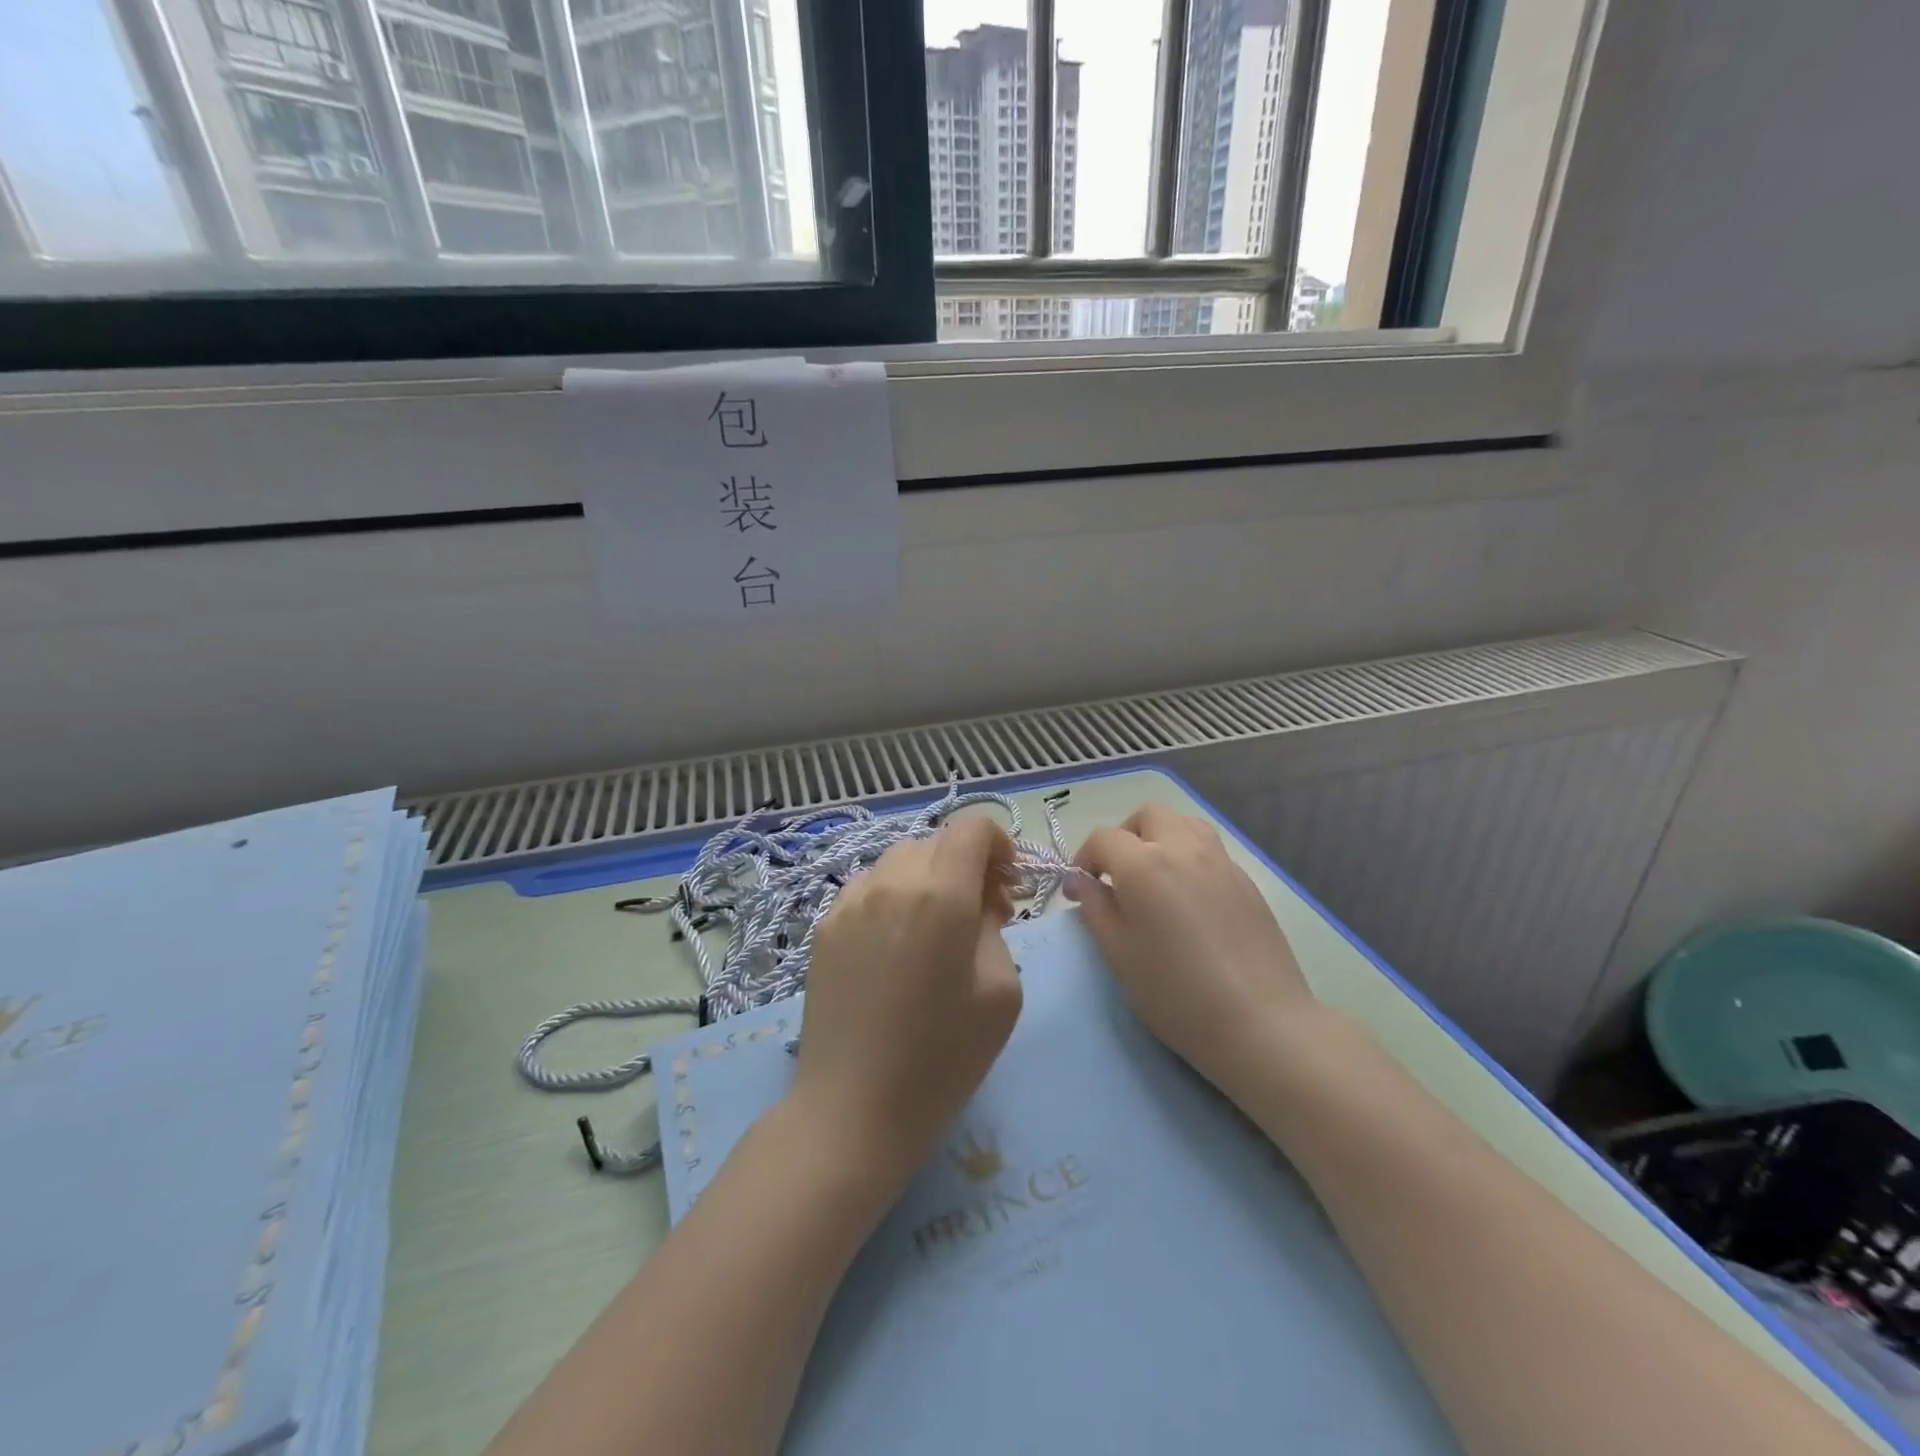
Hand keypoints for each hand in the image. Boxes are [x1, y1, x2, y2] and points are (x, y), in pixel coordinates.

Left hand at [790, 815, 1022, 1188]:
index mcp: (941, 895)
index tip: (1008, 887)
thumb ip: (994, 927)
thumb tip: (978, 902)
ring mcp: (850, 902)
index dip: (1000, 845)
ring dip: (928, 879)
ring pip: (899, 861)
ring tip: (936, 930)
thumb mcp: (1001, 991)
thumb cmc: (943, 1059)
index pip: (972, 828)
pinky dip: (894, 897)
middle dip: (967, 866)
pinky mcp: (825, 926)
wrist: (853, 1110)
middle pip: (937, 843)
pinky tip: (897, 945)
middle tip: (982, 916)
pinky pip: (869, 888)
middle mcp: (891, 882)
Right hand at [1070, 803, 1317, 1090]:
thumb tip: (1083, 883)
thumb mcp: (1118, 954)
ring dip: (1160, 838)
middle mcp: (1182, 848)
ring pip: (1184, 823)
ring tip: (1154, 878)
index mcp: (1144, 865)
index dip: (1084, 859)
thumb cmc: (1176, 993)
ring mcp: (1220, 861)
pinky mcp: (1247, 881)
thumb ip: (1095, 909)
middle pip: (1148, 815)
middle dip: (1125, 836)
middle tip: (1117, 875)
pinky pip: (1210, 850)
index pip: (1103, 838)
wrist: (1259, 1022)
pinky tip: (1189, 900)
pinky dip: (1189, 858)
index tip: (1080, 890)